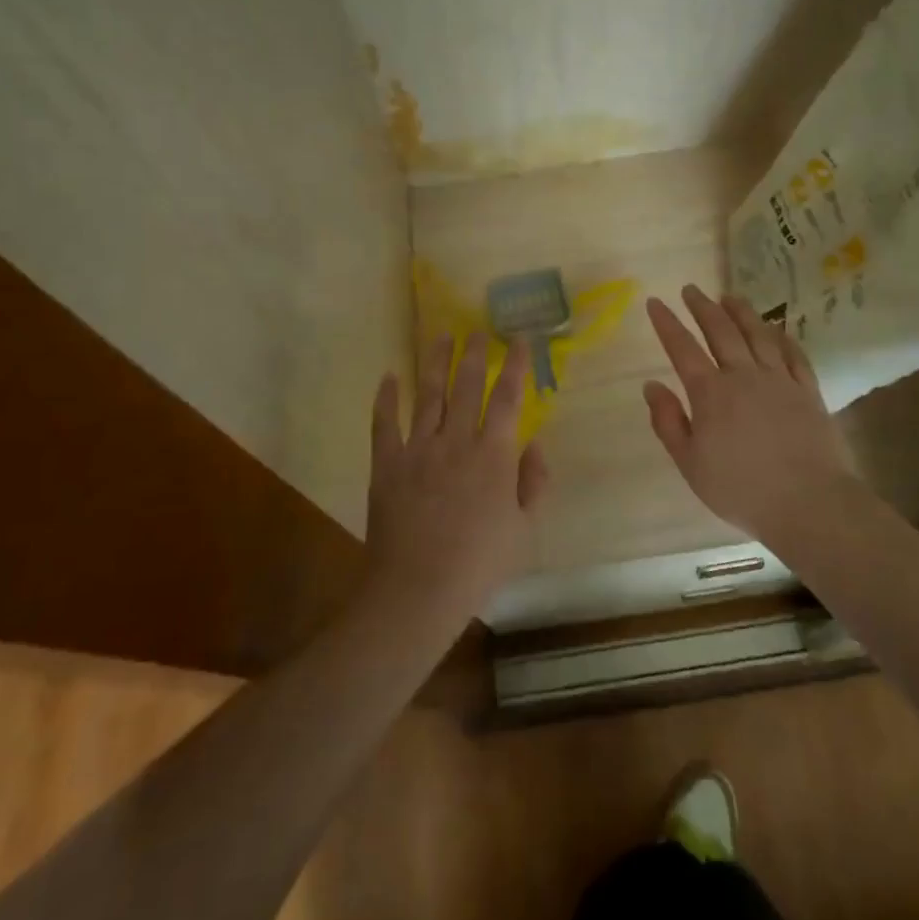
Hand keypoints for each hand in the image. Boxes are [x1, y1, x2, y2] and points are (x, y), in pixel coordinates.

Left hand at [364, 335, 549, 626]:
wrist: (417, 590)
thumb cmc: (478, 564)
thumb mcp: (523, 529)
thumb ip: (533, 482)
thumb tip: (534, 444)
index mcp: (493, 455)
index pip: (507, 397)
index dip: (514, 365)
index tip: (518, 338)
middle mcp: (456, 441)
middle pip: (466, 386)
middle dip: (474, 354)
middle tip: (478, 329)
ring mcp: (418, 449)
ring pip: (428, 395)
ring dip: (434, 362)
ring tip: (440, 335)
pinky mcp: (387, 464)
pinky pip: (384, 423)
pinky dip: (386, 398)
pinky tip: (388, 376)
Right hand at [643, 284, 860, 548]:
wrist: (808, 503)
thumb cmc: (741, 489)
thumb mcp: (690, 463)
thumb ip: (668, 422)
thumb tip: (651, 385)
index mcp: (711, 393)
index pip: (682, 349)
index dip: (667, 323)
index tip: (655, 302)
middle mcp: (743, 376)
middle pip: (721, 331)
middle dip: (702, 307)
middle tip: (691, 289)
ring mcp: (780, 380)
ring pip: (758, 335)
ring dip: (742, 312)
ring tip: (730, 296)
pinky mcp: (808, 391)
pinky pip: (794, 355)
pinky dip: (783, 337)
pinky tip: (777, 329)